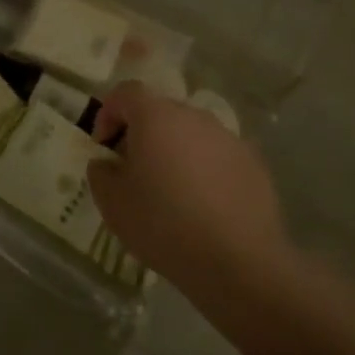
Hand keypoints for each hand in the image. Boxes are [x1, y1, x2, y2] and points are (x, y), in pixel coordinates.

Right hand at [86, 83, 288, 293]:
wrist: (238, 261)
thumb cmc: (163, 224)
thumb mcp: (112, 203)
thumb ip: (100, 173)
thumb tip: (107, 163)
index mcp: (156, 117)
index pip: (126, 93)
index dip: (108, 114)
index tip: (103, 146)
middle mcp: (195, 117)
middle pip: (160, 112)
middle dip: (142, 134)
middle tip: (133, 170)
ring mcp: (229, 138)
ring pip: (191, 134)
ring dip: (175, 152)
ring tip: (170, 191)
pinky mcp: (254, 163)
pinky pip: (218, 156)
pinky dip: (204, 170)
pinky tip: (202, 206)